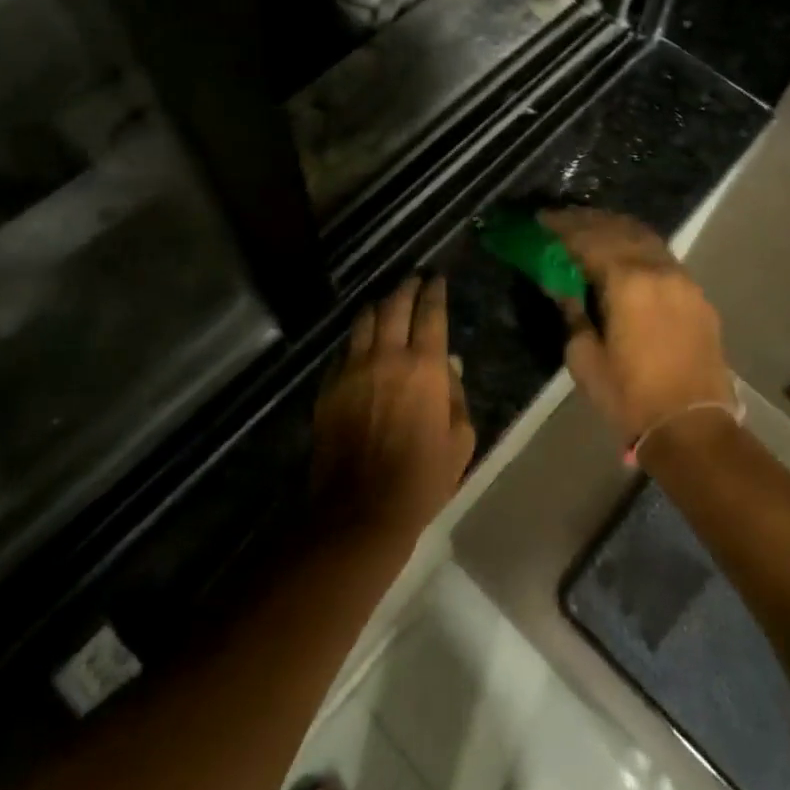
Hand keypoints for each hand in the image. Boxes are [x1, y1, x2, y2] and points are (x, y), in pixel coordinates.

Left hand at [312, 273, 474, 542]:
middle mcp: (387, 356)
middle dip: (406, 288)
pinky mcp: (329, 386)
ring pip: (364, 320)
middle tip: (414, 281)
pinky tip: (362, 343)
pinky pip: (344, 349)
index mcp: (424, 366)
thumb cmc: (422, 479)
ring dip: (379, 306)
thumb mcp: (460, 440)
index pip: (430, 313)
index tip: (437, 279)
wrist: (360, 510)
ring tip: (386, 305)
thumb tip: (449, 367)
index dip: (435, 291)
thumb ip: (456, 396)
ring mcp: (353, 369)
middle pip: (394, 305)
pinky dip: (357, 339)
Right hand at [540, 208, 734, 445]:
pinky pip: (662, 256)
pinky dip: (639, 246)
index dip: (562, 227)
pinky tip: (626, 253)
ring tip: (592, 228)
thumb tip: (562, 286)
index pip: (589, 239)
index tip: (541, 220)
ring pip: (646, 237)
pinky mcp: (697, 295)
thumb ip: (572, 313)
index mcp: (628, 282)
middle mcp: (658, 269)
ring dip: (616, 228)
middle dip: (588, 221)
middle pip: (619, 229)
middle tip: (562, 219)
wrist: (693, 428)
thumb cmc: (630, 397)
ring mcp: (683, 279)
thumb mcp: (585, 359)